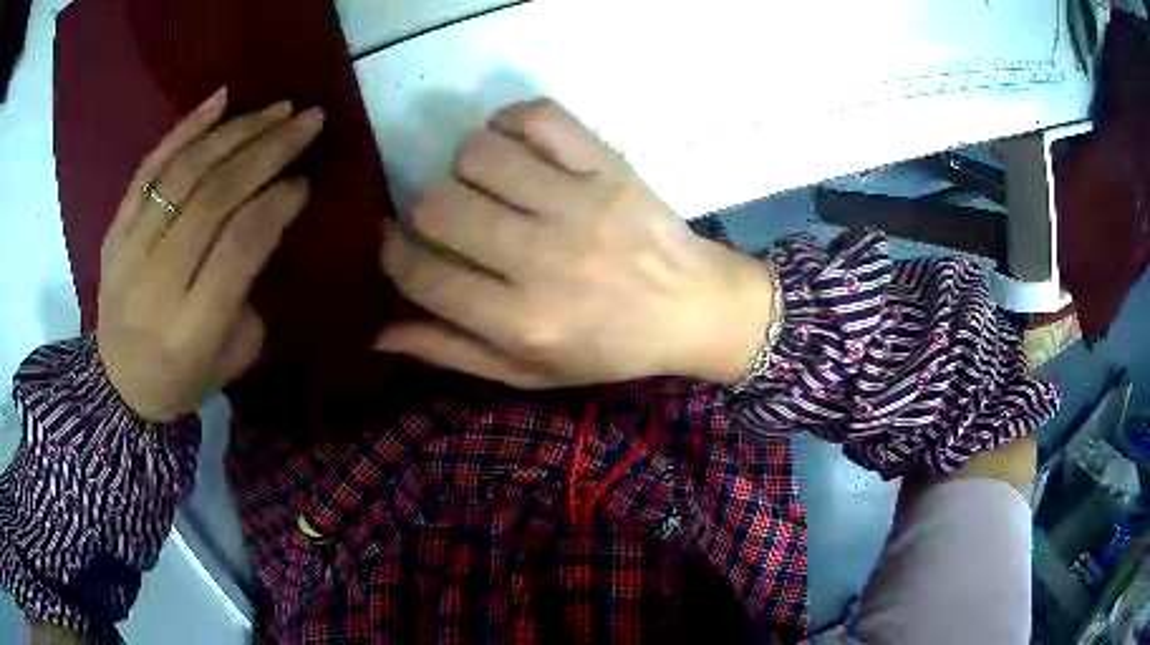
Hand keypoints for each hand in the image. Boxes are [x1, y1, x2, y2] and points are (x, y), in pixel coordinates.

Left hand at [98, 88, 323, 421]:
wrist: (118, 387)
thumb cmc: (183, 379)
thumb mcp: (233, 358)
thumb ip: (250, 291)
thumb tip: (268, 217)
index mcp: (192, 328)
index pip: (239, 246)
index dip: (276, 203)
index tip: (305, 178)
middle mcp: (157, 283)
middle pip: (214, 197)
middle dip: (267, 150)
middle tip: (307, 120)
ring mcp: (129, 252)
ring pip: (183, 173)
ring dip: (235, 131)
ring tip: (275, 108)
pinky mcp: (115, 231)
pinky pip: (148, 169)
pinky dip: (183, 129)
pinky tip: (219, 101)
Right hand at [378, 99, 777, 387]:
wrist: (694, 307)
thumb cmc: (609, 348)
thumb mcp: (529, 373)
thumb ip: (453, 352)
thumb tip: (377, 332)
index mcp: (523, 322)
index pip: (421, 275)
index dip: (393, 255)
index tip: (397, 245)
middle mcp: (544, 260)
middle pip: (437, 207)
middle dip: (425, 212)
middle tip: (450, 220)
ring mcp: (579, 204)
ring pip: (477, 154)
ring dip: (466, 166)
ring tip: (487, 184)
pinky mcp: (608, 166)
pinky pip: (538, 117)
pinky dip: (511, 122)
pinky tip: (516, 145)